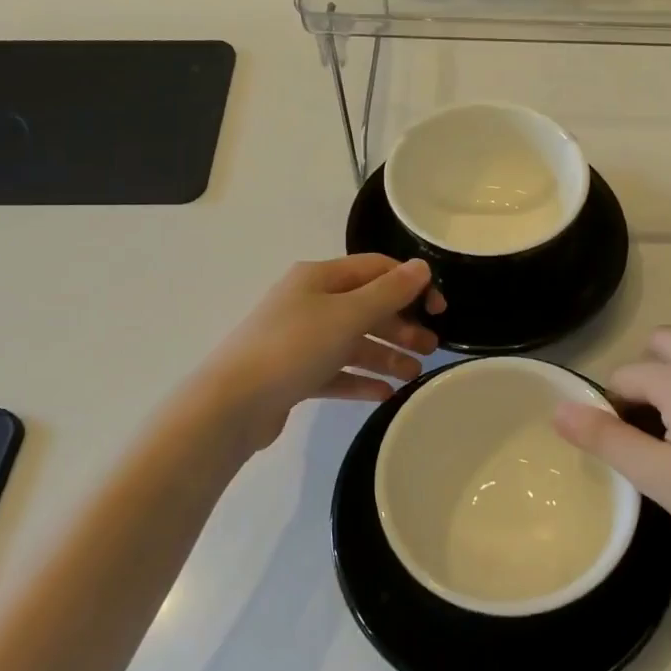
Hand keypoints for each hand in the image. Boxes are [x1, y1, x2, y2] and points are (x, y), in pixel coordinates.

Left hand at [199, 255, 446, 451]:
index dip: (410, 284)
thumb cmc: (294, 348)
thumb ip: (389, 292)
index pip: (375, 269)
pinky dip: (360, 380)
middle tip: (430, 348)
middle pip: (366, 307)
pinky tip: (385, 393)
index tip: (439, 309)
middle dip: (400, 325)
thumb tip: (421, 267)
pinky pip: (336, 372)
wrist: (232, 403)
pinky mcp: (294, 374)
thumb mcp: (348, 315)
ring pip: (353, 342)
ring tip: (413, 375)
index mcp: (319, 278)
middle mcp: (309, 302)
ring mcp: (299, 339)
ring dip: (385, 355)